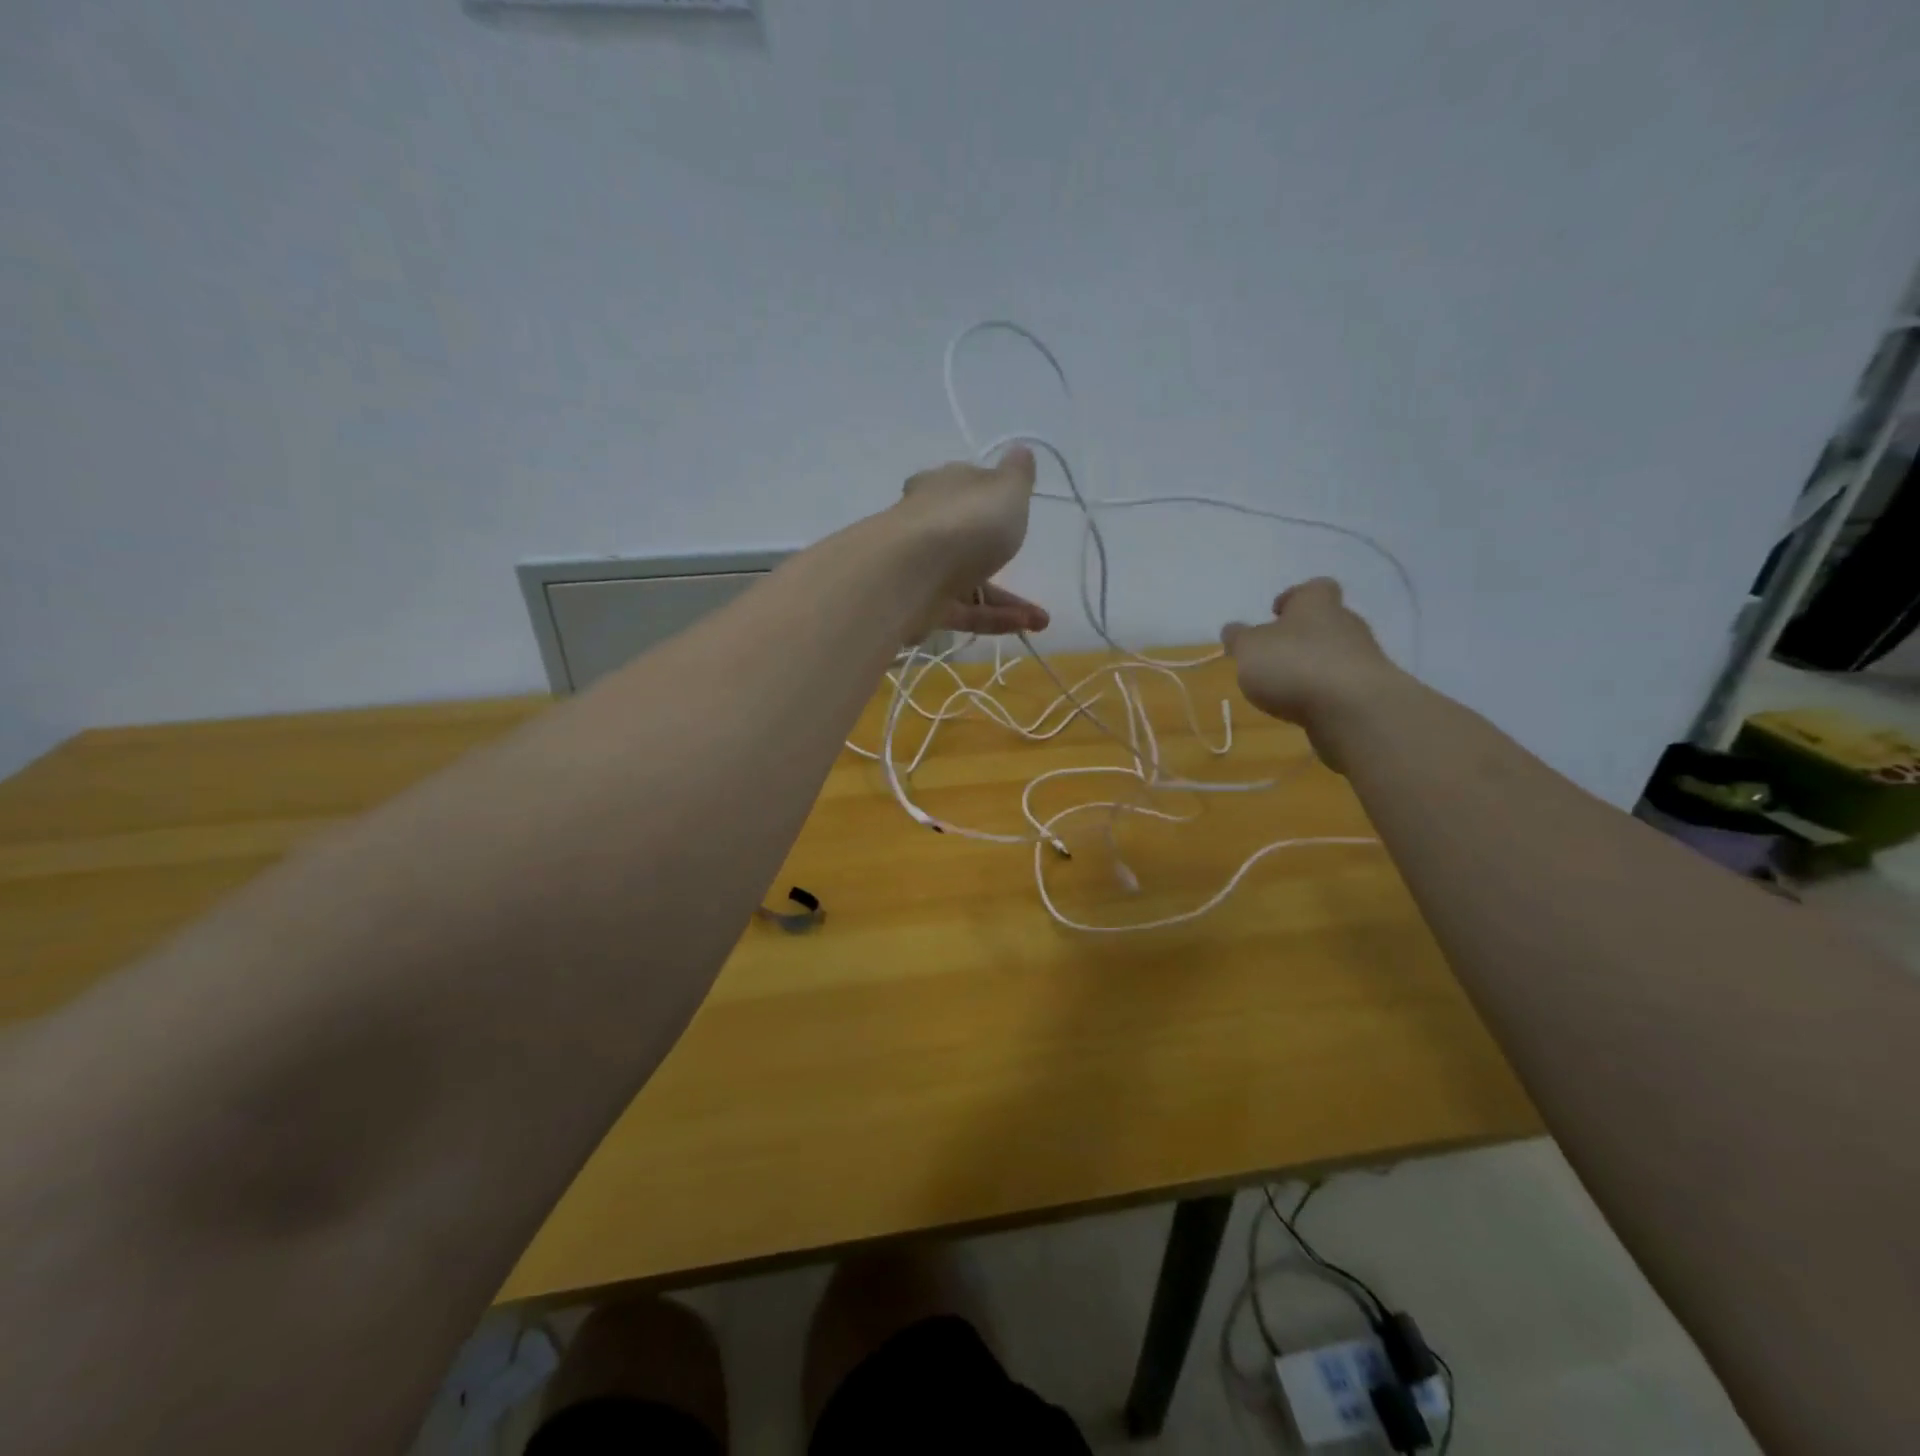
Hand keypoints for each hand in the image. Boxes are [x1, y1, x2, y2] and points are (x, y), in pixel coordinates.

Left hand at [895, 447, 1049, 636]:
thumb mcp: (1006, 489)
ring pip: (968, 581)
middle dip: (998, 554)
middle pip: (963, 536)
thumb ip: (1017, 475)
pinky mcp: (921, 607)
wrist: (910, 576)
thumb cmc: (965, 523)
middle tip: (1026, 565)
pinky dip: (994, 619)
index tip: (1009, 510)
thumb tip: (1020, 451)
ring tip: (1041, 620)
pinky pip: (964, 612)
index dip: (985, 495)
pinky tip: (1025, 626)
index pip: (961, 485)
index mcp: (942, 487)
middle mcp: (927, 524)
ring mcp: (922, 568)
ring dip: (1006, 601)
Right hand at [1220, 579, 1402, 765]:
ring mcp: (1362, 658)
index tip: (1275, 613)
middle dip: (1300, 636)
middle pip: (1324, 621)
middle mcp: (1345, 623)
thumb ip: (1239, 638)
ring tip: (1284, 687)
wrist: (1353, 710)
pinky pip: (1340, 684)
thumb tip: (1233, 629)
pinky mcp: (1368, 691)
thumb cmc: (1294, 665)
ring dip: (1311, 666)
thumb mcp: (1249, 648)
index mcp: (1317, 603)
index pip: (1312, 588)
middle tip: (1273, 654)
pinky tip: (1304, 707)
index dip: (1293, 598)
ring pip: (1333, 654)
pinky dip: (1323, 692)